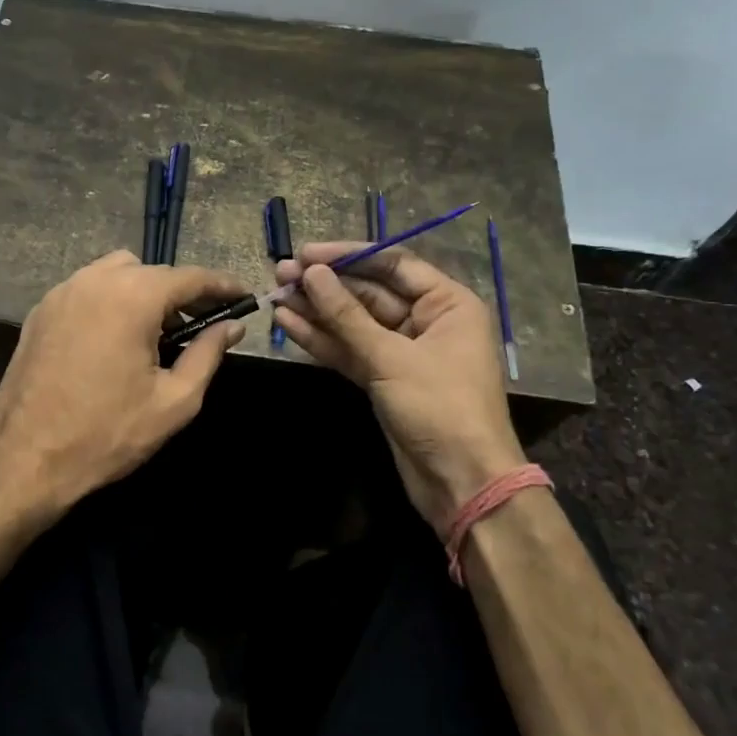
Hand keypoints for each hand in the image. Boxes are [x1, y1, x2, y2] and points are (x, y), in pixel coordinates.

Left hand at [0, 252, 247, 522]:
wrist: (26, 459)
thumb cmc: (107, 433)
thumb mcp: (174, 401)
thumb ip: (207, 354)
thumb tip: (231, 326)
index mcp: (132, 297)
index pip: (190, 277)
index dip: (222, 286)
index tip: (243, 297)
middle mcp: (95, 281)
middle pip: (151, 271)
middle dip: (180, 292)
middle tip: (200, 325)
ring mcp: (61, 293)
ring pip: (115, 273)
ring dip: (142, 292)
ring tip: (154, 333)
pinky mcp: (39, 312)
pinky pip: (86, 290)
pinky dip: (109, 301)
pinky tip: (114, 339)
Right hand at [273, 241, 525, 533]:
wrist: (461, 482)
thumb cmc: (439, 407)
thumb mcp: (391, 357)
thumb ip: (347, 315)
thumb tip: (312, 274)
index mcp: (447, 304)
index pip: (393, 264)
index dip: (348, 256)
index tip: (307, 253)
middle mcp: (426, 321)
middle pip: (369, 293)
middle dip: (325, 285)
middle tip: (281, 273)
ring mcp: (402, 352)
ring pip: (354, 323)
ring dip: (316, 311)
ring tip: (275, 294)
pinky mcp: (383, 379)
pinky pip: (350, 350)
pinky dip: (322, 340)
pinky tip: (288, 324)